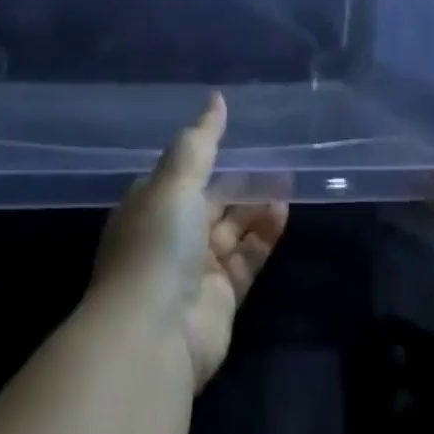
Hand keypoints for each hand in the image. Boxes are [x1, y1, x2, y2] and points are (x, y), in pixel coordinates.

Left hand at [92, 94, 288, 390]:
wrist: (153, 336)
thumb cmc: (157, 244)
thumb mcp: (176, 180)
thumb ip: (201, 140)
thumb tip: (217, 98)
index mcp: (149, 206)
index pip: (179, 174)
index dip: (205, 156)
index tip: (236, 135)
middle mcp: (169, 236)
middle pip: (209, 202)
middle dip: (238, 182)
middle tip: (273, 160)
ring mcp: (194, 271)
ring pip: (231, 229)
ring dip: (255, 207)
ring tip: (285, 183)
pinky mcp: (221, 299)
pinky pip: (246, 258)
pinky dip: (263, 236)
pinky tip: (282, 213)